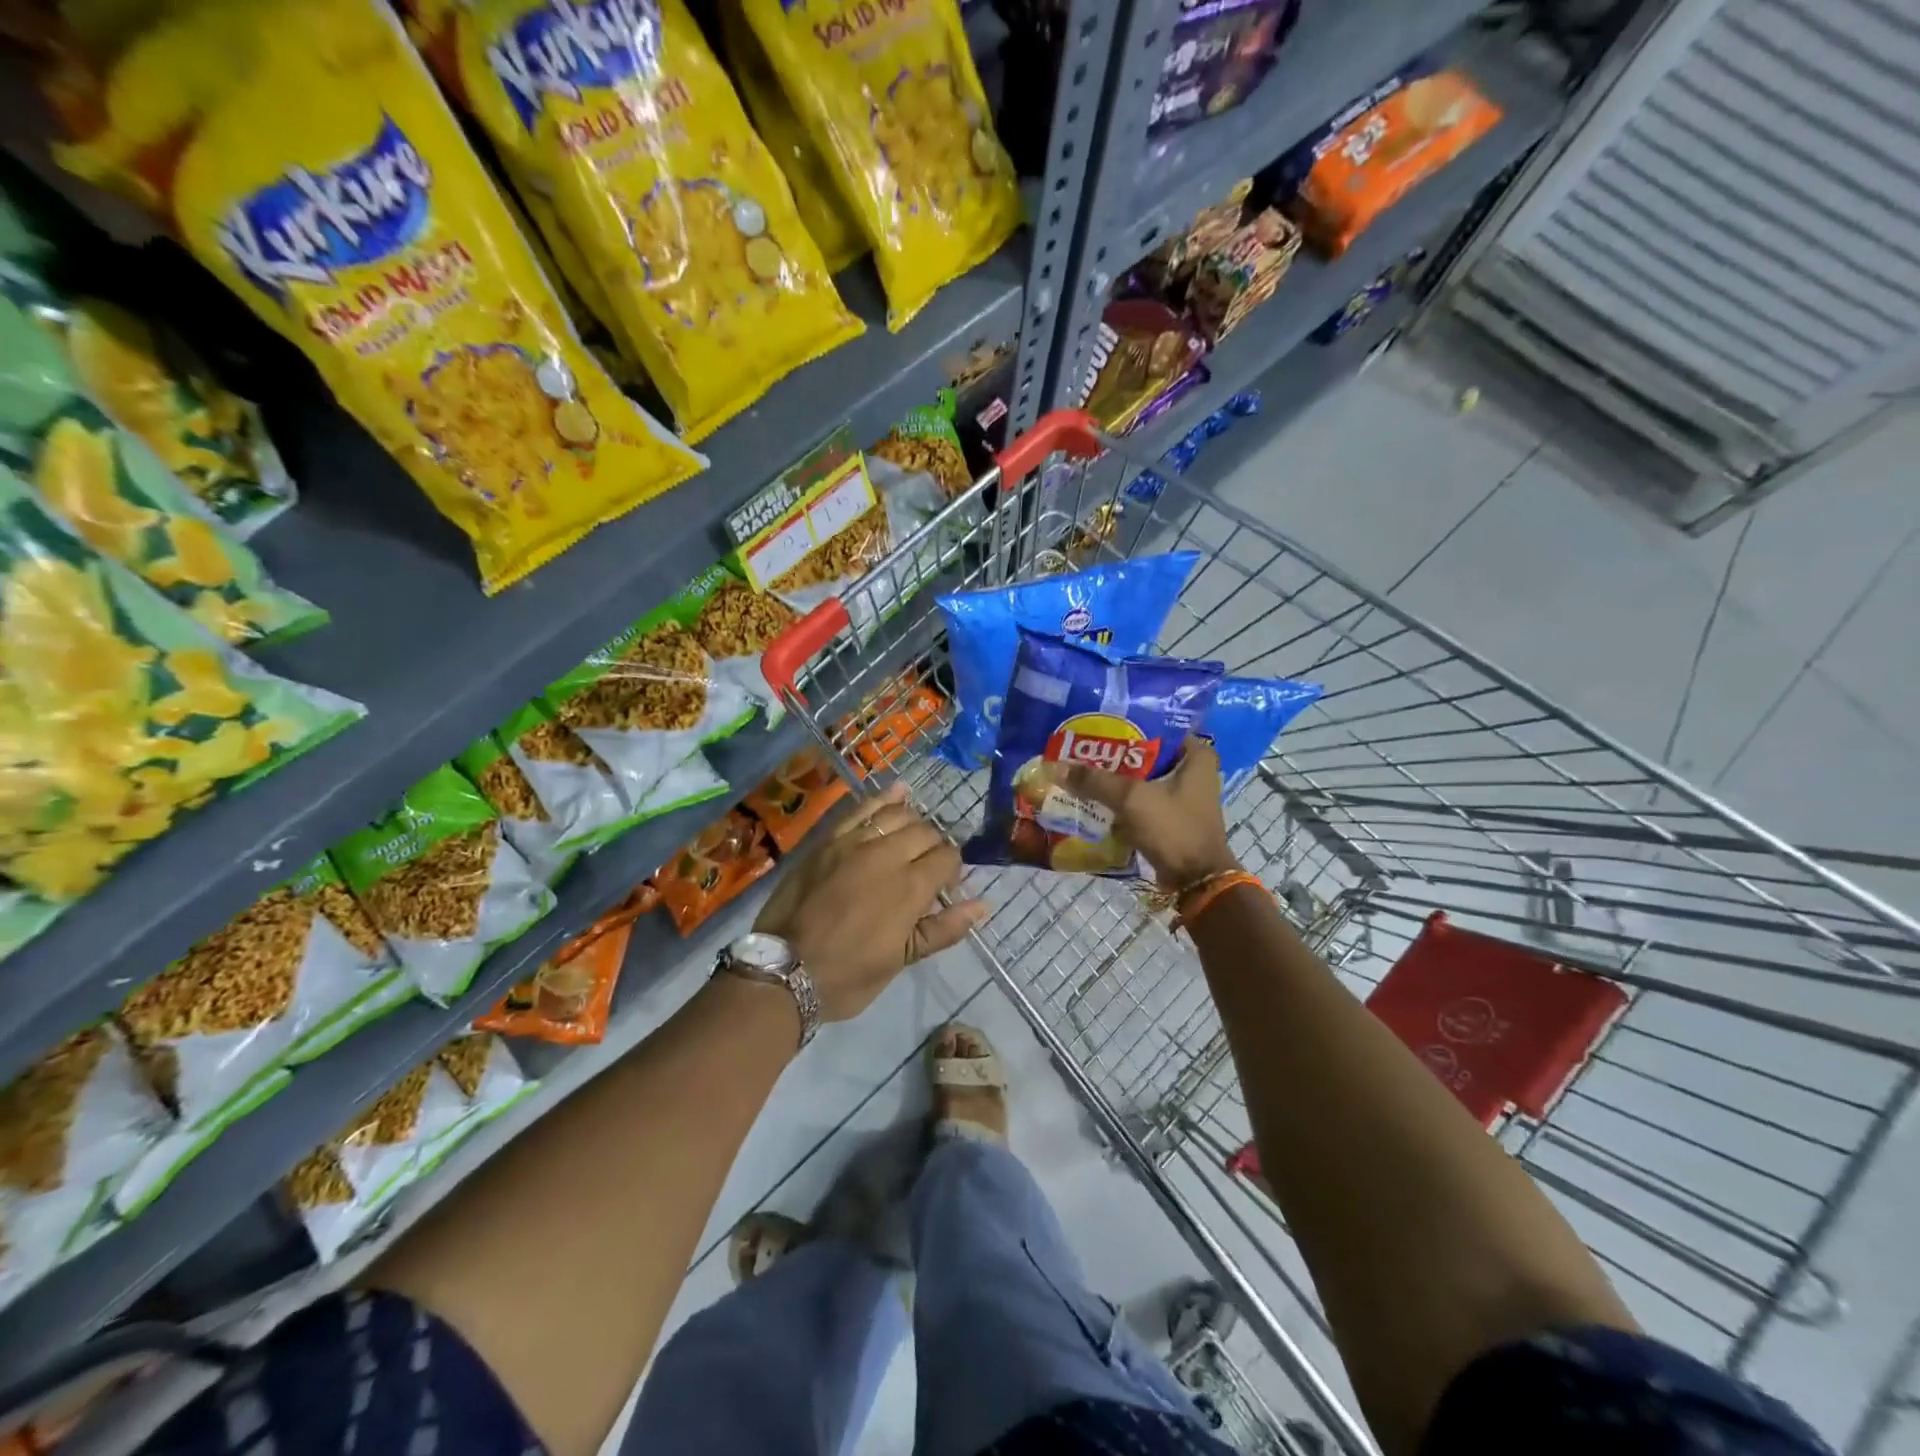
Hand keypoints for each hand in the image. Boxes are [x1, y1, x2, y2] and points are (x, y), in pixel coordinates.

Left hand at [755, 783, 987, 1020]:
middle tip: (926, 870)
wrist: (783, 971)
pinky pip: (860, 809)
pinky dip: (882, 798)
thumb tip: (982, 905)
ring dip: (913, 823)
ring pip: (897, 815)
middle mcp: (886, 855)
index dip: (952, 871)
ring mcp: (854, 843)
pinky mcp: (829, 840)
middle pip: (926, 833)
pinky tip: (898, 791)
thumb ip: (943, 929)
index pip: (947, 858)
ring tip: (913, 837)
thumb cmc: (848, 975)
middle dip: (934, 848)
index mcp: (910, 887)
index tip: (944, 889)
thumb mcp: (901, 960)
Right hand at [1044, 737, 1238, 888]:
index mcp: (1195, 755)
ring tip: (1078, 769)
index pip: (1155, 727)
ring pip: (1139, 778)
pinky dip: (1119, 800)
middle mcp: (1192, 770)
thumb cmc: (1174, 829)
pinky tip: (1091, 796)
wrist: (1196, 881)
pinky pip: (1139, 800)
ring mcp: (1182, 795)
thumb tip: (1054, 765)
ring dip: (1113, 779)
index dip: (1123, 725)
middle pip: (1143, 754)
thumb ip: (1094, 780)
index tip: (1093, 724)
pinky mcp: (1170, 816)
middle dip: (1111, 754)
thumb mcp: (1132, 799)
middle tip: (1078, 747)